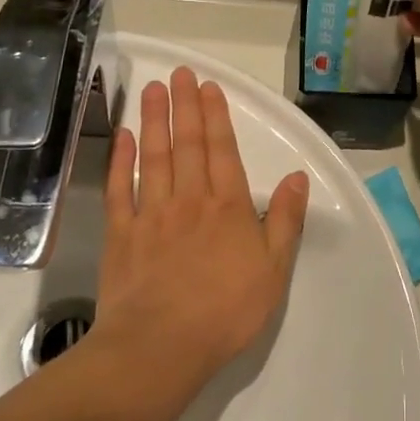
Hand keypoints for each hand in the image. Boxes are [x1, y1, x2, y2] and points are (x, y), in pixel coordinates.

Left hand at [96, 67, 309, 398]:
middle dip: (184, 106)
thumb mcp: (274, 269)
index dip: (216, 116)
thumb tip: (298, 177)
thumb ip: (286, 219)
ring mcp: (152, 214)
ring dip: (153, 121)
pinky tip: (122, 138)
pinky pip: (121, 189)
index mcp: (228, 206)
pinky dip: (121, 161)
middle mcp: (189, 199)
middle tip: (178, 73)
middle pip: (187, 144)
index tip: (207, 87)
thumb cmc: (226, 311)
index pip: (222, 150)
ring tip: (152, 90)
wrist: (160, 347)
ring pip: (154, 157)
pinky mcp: (122, 235)